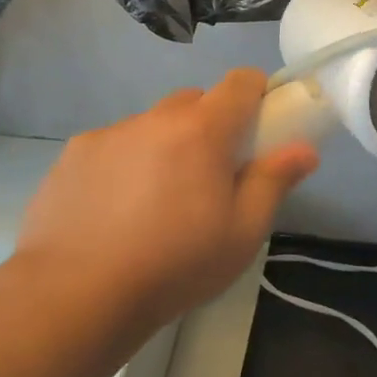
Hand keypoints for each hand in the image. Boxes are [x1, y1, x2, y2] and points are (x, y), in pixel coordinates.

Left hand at [14, 70, 318, 323]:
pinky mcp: (72, 155)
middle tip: (208, 176)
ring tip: (153, 203)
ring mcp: (108, 134)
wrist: (75, 295)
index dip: (256, 94)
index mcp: (202, 130)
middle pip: (194, 102)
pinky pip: (112, 146)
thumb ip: (274, 181)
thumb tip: (304, 149)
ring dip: (163, 146)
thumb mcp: (242, 232)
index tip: (258, 126)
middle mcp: (155, 118)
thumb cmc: (174, 264)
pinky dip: (123, 165)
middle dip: (209, 126)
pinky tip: (112, 212)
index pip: (240, 82)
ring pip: (150, 125)